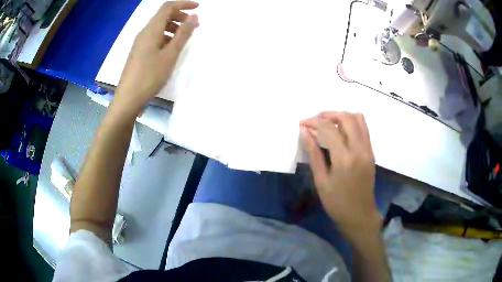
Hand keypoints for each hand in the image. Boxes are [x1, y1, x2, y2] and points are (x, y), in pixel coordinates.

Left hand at [114, 1, 199, 113]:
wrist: (128, 98)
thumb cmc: (150, 76)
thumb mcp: (170, 55)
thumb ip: (183, 34)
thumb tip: (194, 16)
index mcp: (151, 30)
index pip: (168, 7)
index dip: (184, 3)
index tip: (198, 7)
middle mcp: (144, 32)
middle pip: (163, 15)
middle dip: (180, 15)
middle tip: (194, 25)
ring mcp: (140, 42)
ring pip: (159, 26)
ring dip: (173, 26)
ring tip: (184, 38)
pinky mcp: (139, 52)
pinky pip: (154, 37)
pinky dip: (166, 36)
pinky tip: (171, 48)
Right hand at [300, 112, 380, 240]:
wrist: (360, 215)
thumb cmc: (336, 203)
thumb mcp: (321, 181)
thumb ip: (313, 154)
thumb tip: (304, 132)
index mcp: (344, 158)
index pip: (329, 128)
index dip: (313, 122)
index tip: (302, 123)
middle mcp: (359, 149)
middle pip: (346, 117)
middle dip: (328, 114)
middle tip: (315, 120)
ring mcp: (368, 149)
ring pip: (358, 119)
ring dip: (341, 115)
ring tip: (328, 123)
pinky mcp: (371, 152)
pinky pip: (364, 128)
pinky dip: (351, 123)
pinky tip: (341, 132)